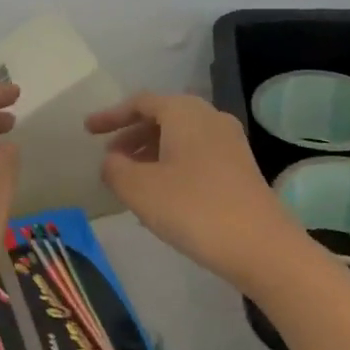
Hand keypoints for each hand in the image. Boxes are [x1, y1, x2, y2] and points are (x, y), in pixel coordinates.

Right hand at [86, 92, 304, 286]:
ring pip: (180, 137)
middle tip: (108, 156)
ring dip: (151, 151)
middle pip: (162, 116)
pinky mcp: (240, 168)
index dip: (111, 115)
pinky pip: (195, 154)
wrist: (261, 247)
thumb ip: (114, 169)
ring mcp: (230, 143)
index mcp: (184, 112)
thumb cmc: (193, 209)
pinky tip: (160, 193)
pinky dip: (171, 164)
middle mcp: (209, 118)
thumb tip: (111, 161)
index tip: (87, 130)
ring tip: (129, 177)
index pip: (140, 102)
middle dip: (131, 134)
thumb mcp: (139, 189)